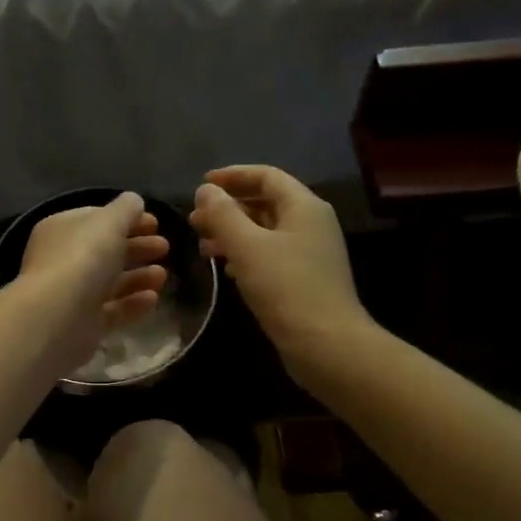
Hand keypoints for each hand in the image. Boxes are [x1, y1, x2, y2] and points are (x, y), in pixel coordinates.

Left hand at [18, 193, 169, 369]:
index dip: (126, 218)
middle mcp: (62, 260)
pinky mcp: (83, 324)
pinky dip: (133, 303)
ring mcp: (71, 294)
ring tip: (163, 275)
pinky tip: (153, 298)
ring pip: (110, 282)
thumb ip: (125, 209)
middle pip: (105, 250)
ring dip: (139, 276)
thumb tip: (134, 201)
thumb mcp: (108, 222)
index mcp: (61, 230)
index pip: (96, 219)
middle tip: (165, 247)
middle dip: (136, 247)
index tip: (155, 223)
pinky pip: (112, 310)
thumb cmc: (83, 258)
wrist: (58, 317)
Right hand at [190, 166, 368, 373]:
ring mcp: (310, 252)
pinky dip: (245, 255)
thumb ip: (223, 215)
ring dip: (233, 233)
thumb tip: (206, 191)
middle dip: (228, 208)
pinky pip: (270, 255)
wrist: (326, 344)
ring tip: (203, 246)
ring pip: (265, 231)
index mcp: (303, 206)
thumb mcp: (247, 247)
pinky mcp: (304, 278)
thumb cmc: (286, 288)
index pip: (266, 176)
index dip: (232, 176)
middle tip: (194, 220)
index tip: (200, 186)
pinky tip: (226, 269)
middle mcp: (311, 223)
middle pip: (265, 202)